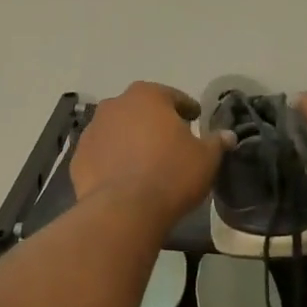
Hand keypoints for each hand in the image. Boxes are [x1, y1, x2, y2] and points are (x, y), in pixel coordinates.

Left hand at [72, 82, 231, 222]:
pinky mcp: (78, 157)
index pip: (172, 96)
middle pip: (141, 110)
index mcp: (147, 96)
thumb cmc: (171, 174)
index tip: (195, 119)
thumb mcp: (206, 159)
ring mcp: (92, 130)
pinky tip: (124, 178)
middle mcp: (115, 105)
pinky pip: (102, 154)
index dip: (187, 109)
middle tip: (171, 141)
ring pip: (118, 130)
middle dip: (155, 122)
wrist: (124, 209)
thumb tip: (227, 135)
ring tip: (146, 162)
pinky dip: (112, 160)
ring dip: (130, 140)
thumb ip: (216, 142)